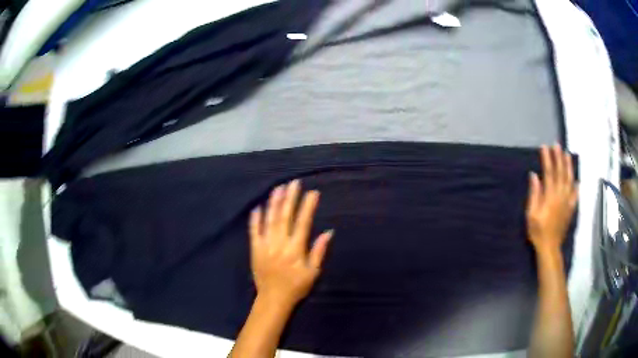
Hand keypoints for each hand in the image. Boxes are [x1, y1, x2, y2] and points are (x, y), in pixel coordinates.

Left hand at [249, 180, 333, 307]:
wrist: (273, 299)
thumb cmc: (296, 286)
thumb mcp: (313, 272)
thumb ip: (319, 251)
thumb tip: (328, 232)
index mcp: (296, 249)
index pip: (303, 222)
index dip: (308, 206)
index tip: (313, 193)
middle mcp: (280, 243)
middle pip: (285, 216)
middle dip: (290, 198)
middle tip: (294, 183)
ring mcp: (265, 245)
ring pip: (269, 220)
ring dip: (274, 203)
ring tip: (279, 188)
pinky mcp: (255, 249)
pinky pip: (254, 231)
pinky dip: (255, 219)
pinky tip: (257, 207)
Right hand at [526, 145, 577, 254]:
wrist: (550, 247)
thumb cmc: (538, 231)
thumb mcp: (531, 214)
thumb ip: (534, 194)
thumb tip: (534, 175)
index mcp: (550, 196)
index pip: (549, 173)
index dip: (547, 159)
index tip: (544, 147)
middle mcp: (560, 195)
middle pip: (561, 173)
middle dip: (558, 158)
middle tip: (557, 145)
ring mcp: (567, 202)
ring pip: (570, 180)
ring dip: (568, 167)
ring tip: (567, 155)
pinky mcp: (571, 209)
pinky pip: (575, 195)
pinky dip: (576, 186)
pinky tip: (576, 180)